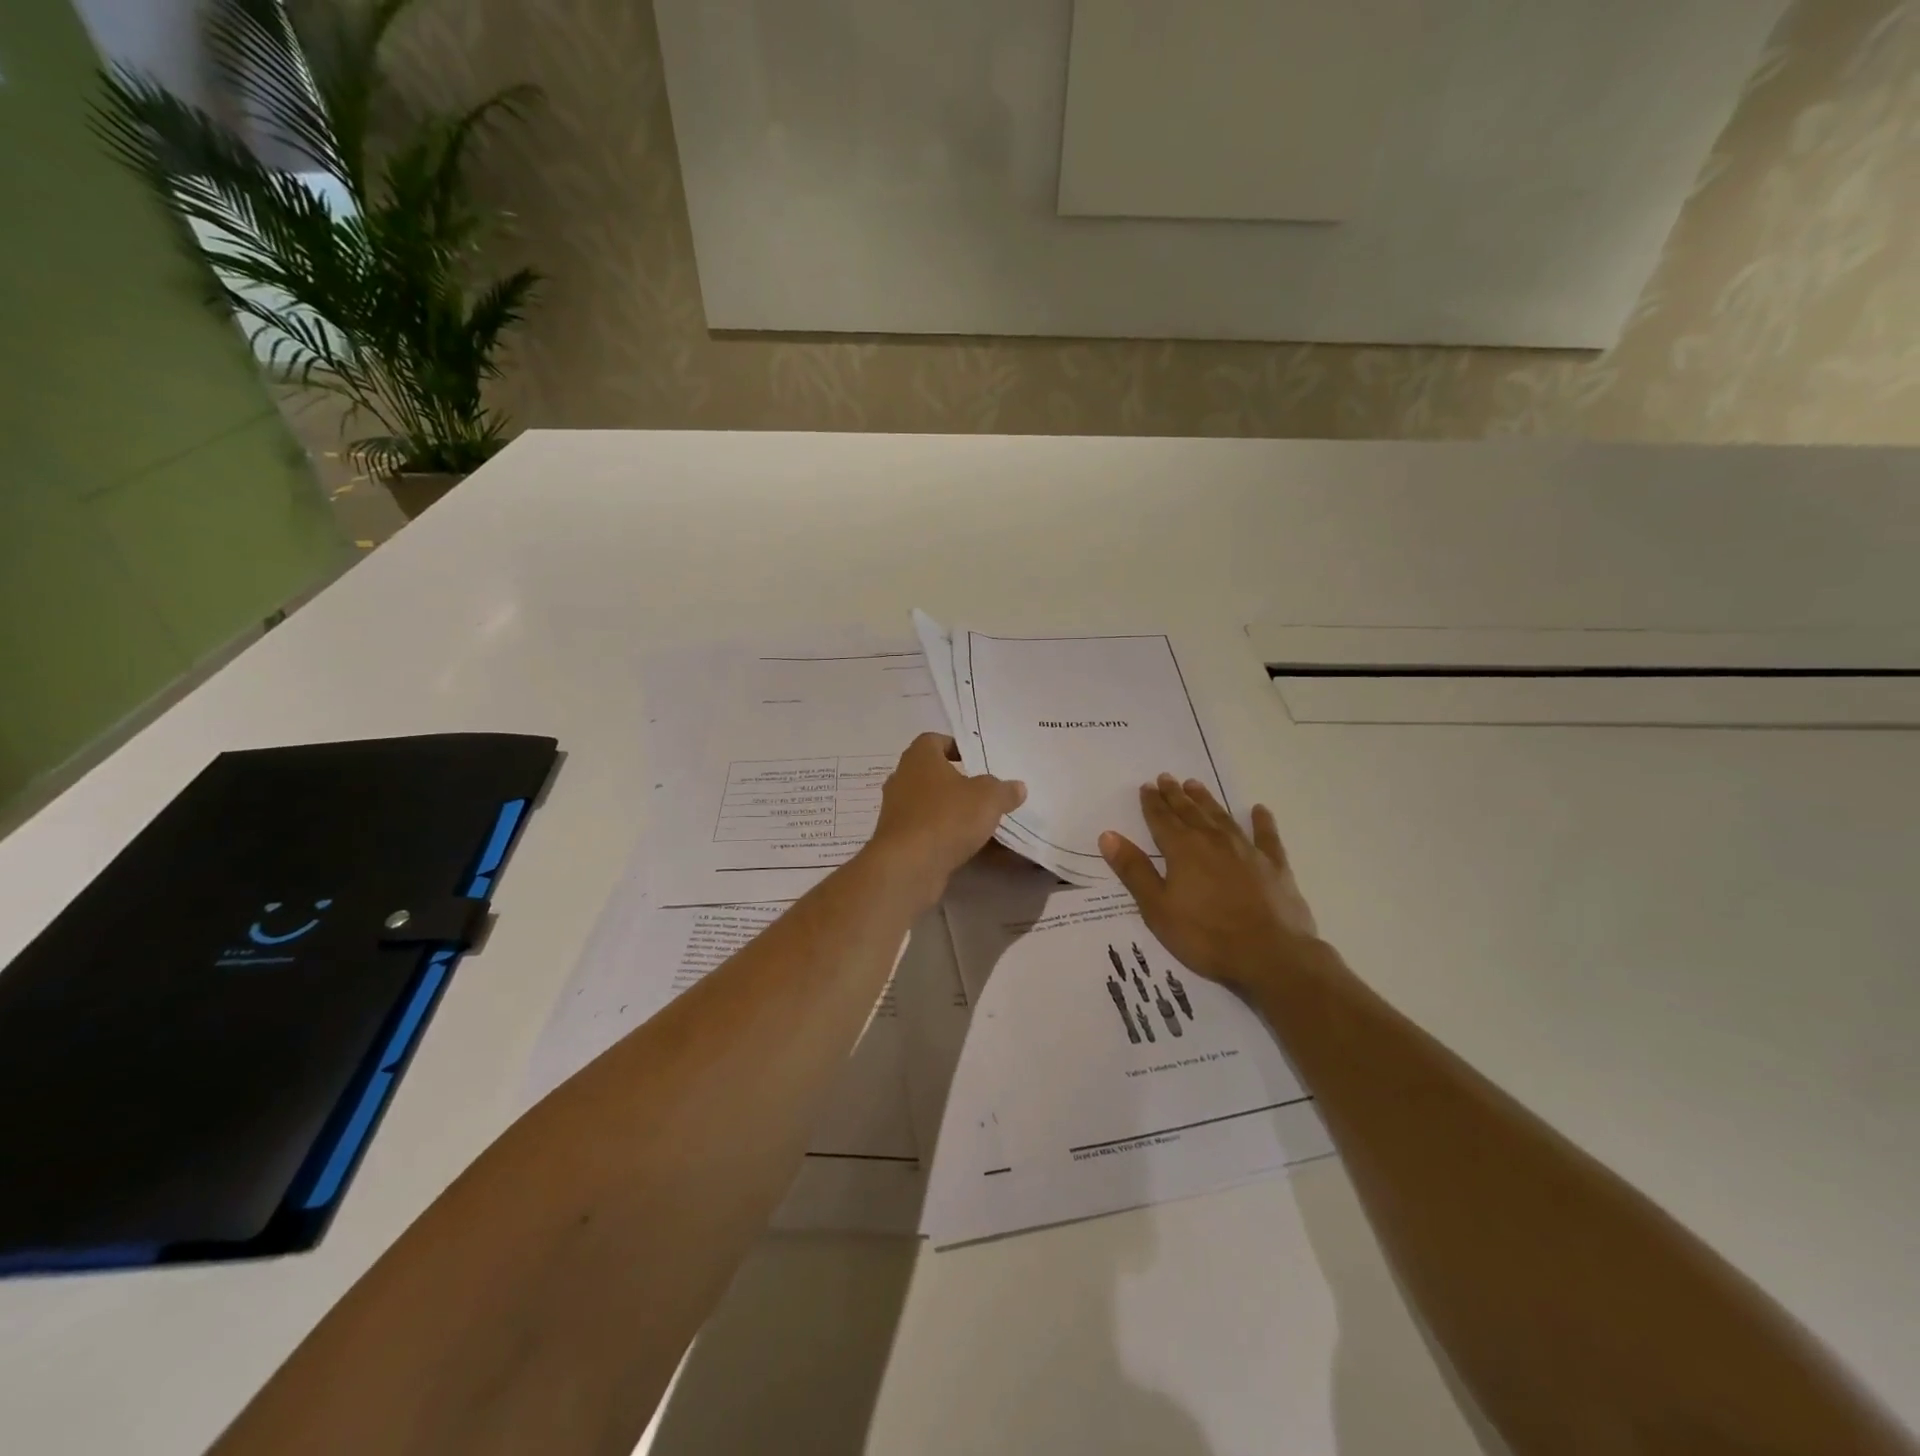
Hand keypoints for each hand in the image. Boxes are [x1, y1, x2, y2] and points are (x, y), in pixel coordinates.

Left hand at [865, 733, 1025, 907]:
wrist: (908, 865)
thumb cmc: (947, 817)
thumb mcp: (988, 798)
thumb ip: (1004, 790)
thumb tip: (1017, 787)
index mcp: (919, 758)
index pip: (934, 740)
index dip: (955, 746)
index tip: (976, 760)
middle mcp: (902, 779)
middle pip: (931, 773)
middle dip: (956, 782)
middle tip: (983, 791)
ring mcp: (896, 811)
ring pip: (928, 803)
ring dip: (950, 810)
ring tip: (979, 820)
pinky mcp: (898, 840)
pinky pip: (926, 830)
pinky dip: (943, 834)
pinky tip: (966, 846)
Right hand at [1100, 775, 1318, 991]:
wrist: (1271, 957)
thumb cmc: (1206, 937)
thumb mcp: (1157, 909)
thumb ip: (1134, 870)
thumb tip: (1108, 836)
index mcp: (1183, 850)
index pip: (1162, 820)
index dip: (1152, 803)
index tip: (1146, 786)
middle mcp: (1214, 841)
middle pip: (1190, 813)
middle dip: (1176, 796)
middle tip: (1167, 778)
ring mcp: (1247, 851)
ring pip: (1222, 817)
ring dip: (1207, 801)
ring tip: (1196, 785)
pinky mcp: (1275, 866)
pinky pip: (1266, 836)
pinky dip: (1262, 822)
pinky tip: (1260, 810)